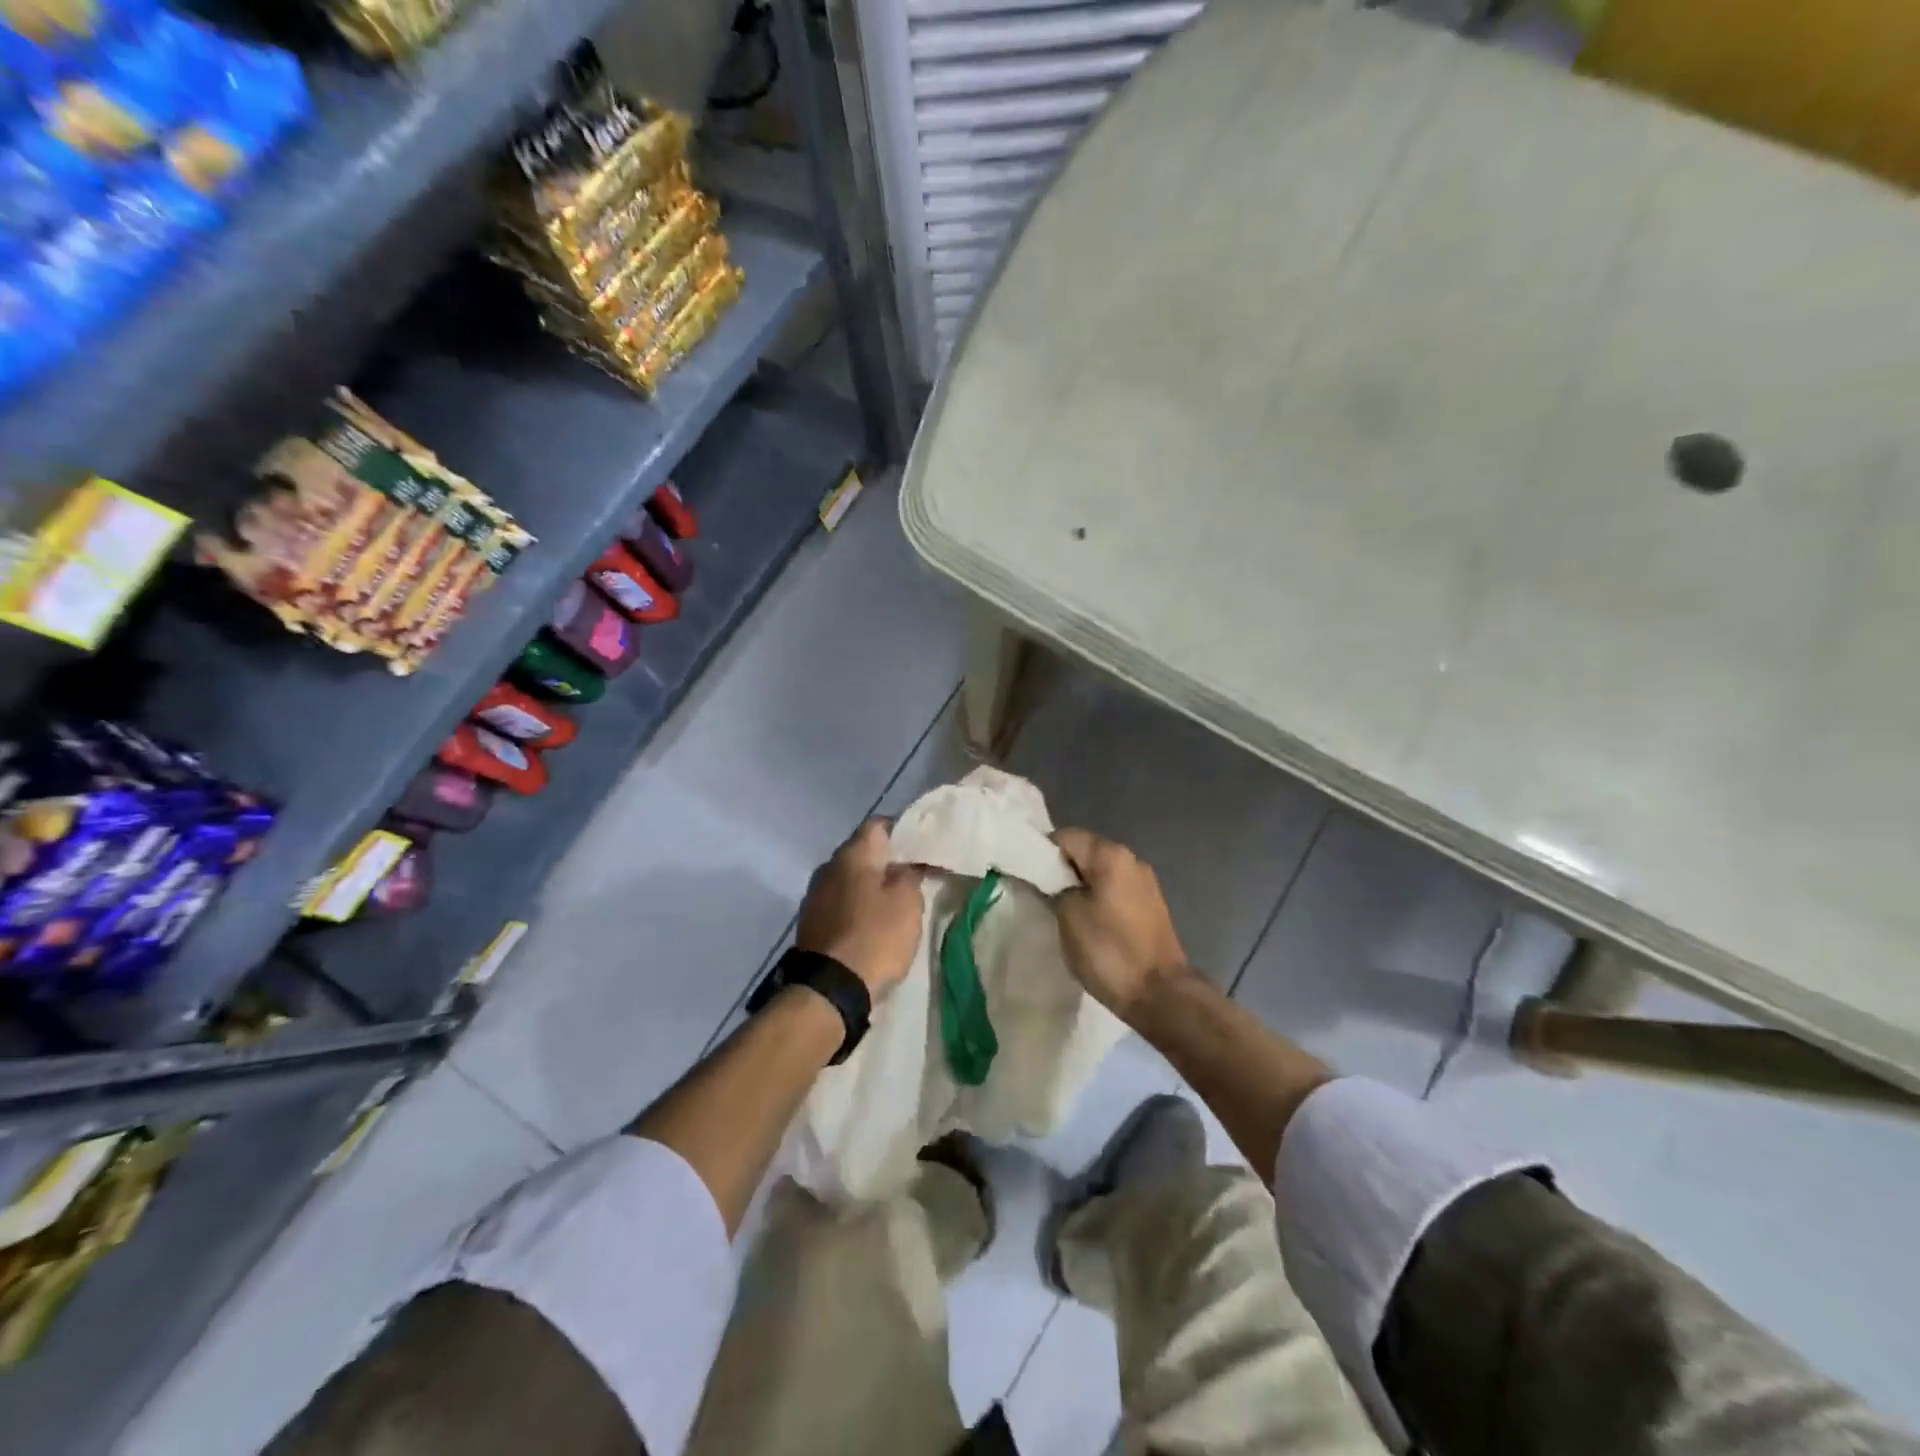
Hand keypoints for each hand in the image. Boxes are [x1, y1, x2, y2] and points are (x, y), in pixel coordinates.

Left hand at [796, 820, 924, 999]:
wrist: (830, 988)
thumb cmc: (875, 936)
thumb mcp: (907, 902)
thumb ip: (910, 875)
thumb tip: (904, 865)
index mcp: (852, 854)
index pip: (878, 825)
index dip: (902, 830)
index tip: (921, 847)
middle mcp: (828, 867)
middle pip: (862, 852)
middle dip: (887, 861)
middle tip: (913, 875)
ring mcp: (815, 896)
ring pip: (850, 879)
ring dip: (870, 886)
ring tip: (895, 902)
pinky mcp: (811, 922)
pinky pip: (840, 903)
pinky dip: (857, 907)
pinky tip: (873, 923)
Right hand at [1051, 828, 1190, 1020]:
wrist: (1159, 994)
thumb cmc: (1109, 951)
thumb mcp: (1068, 916)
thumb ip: (1054, 888)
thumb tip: (1051, 882)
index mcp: (1111, 855)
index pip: (1065, 837)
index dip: (1041, 853)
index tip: (1027, 876)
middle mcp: (1132, 860)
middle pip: (1084, 852)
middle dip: (1060, 870)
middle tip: (1040, 895)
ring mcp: (1144, 883)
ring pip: (1099, 873)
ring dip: (1078, 887)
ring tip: (1060, 911)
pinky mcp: (1150, 906)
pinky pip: (1114, 891)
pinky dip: (1096, 900)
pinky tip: (1086, 923)